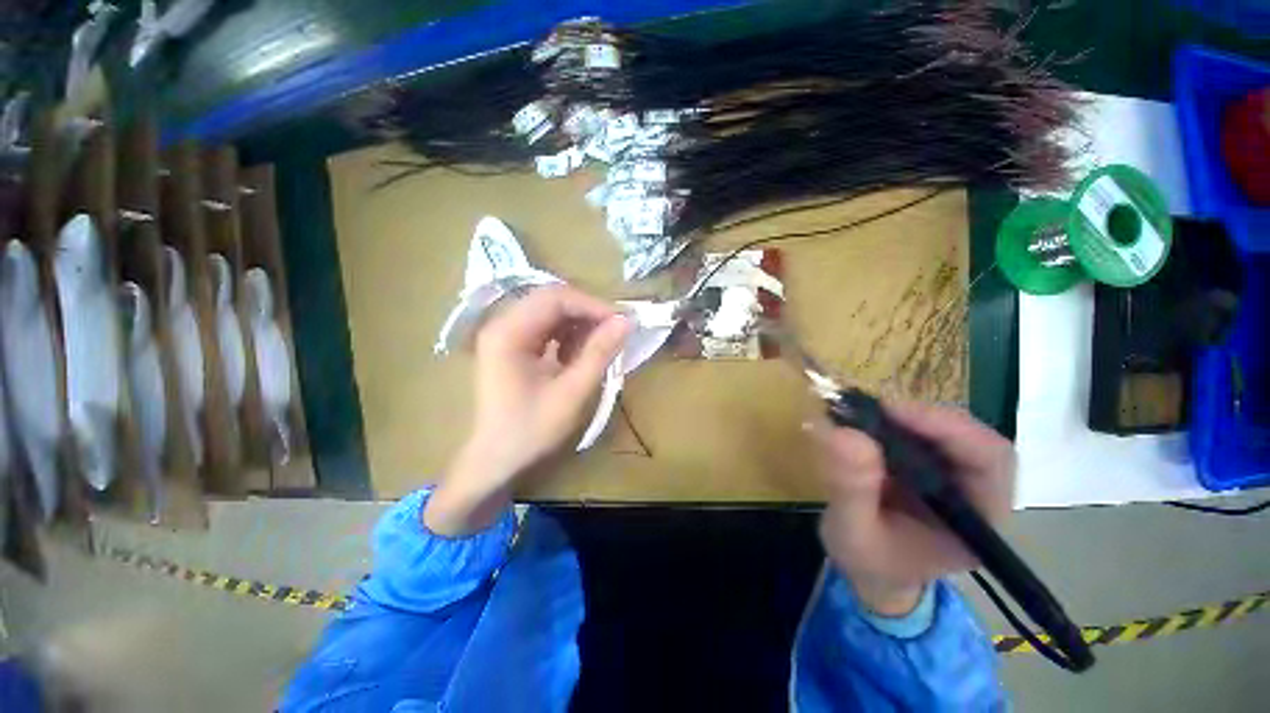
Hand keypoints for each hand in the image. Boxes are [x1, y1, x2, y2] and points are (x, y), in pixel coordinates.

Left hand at [425, 285, 629, 535]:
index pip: (556, 298)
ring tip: (599, 346)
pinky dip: (567, 336)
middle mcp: (503, 324)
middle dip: (587, 313)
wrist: (496, 461)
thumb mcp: (572, 392)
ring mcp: (505, 335)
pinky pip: (545, 328)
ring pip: (550, 312)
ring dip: (578, 324)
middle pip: (551, 300)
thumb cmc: (531, 430)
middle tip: (615, 331)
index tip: (622, 323)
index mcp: (509, 332)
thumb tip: (626, 321)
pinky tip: (577, 356)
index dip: (592, 306)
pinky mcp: (512, 347)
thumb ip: (599, 353)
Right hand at [810, 400, 1014, 615]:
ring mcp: (955, 477)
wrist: (872, 573)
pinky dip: (894, 422)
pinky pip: (922, 433)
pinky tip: (867, 424)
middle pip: (971, 437)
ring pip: (946, 430)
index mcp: (978, 520)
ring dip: (905, 417)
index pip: (989, 459)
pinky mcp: (931, 466)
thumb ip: (851, 488)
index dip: (948, 428)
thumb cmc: (869, 562)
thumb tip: (842, 432)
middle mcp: (977, 493)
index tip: (893, 412)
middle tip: (871, 410)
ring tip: (862, 416)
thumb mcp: (852, 533)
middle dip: (922, 418)